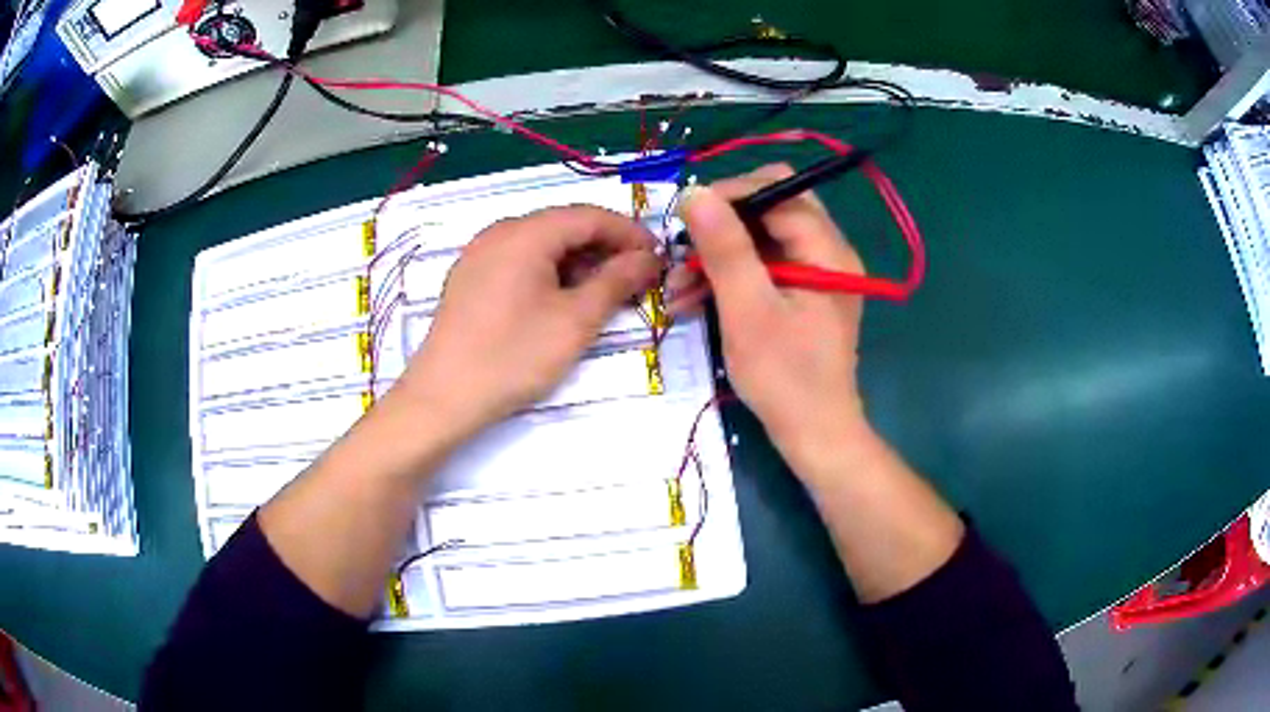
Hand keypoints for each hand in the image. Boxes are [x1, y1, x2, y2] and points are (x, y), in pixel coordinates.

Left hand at [395, 205, 659, 438]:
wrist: (443, 397)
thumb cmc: (513, 356)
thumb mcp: (575, 320)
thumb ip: (616, 282)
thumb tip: (647, 259)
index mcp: (525, 233)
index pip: (589, 215)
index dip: (629, 233)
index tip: (658, 258)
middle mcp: (499, 232)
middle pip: (564, 226)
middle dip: (605, 248)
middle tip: (637, 279)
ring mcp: (480, 254)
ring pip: (542, 244)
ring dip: (579, 262)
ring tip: (605, 293)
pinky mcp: (470, 278)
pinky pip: (520, 261)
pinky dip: (551, 272)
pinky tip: (564, 299)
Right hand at [667, 164, 868, 468]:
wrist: (814, 434)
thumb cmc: (785, 378)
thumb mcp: (748, 311)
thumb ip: (725, 248)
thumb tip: (695, 192)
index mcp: (827, 249)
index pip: (778, 190)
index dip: (729, 195)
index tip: (684, 218)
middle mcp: (828, 251)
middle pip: (771, 208)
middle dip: (722, 225)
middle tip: (683, 250)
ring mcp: (816, 272)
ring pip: (761, 238)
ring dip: (718, 256)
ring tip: (676, 288)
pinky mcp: (802, 293)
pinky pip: (763, 267)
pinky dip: (729, 278)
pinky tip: (692, 301)